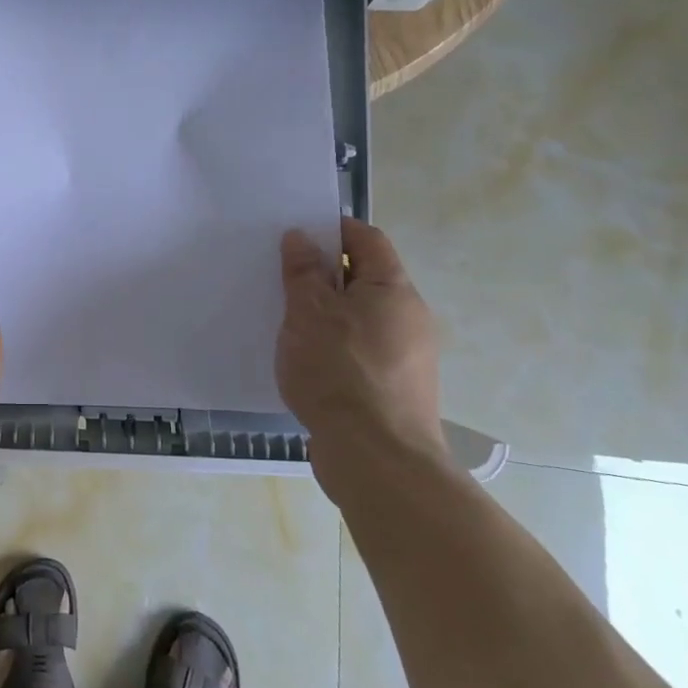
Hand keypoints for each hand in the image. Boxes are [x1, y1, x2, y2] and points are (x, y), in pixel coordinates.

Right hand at [277, 218, 445, 497]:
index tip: (294, 234)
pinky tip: (303, 359)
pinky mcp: (392, 389)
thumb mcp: (309, 312)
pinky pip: (358, 350)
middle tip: (280, 275)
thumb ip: (303, 272)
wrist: (376, 458)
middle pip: (364, 278)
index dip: (332, 229)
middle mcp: (408, 317)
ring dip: (325, 312)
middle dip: (323, 273)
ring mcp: (404, 356)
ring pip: (359, 317)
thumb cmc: (339, 372)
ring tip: (283, 318)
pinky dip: (332, 344)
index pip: (367, 239)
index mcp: (393, 290)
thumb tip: (301, 236)